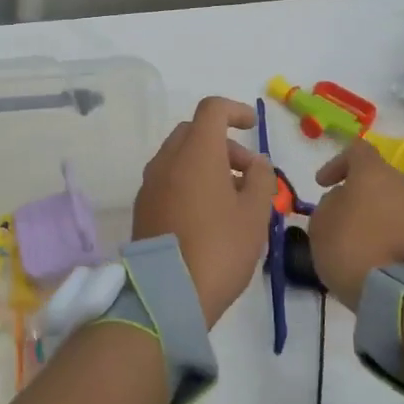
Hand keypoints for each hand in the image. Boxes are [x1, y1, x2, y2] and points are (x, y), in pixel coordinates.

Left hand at [132, 96, 275, 326]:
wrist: (167, 293)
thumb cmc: (220, 248)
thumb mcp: (254, 214)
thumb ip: (260, 179)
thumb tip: (255, 163)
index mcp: (196, 153)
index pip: (212, 110)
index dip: (235, 111)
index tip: (253, 126)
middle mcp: (167, 160)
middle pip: (194, 132)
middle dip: (223, 144)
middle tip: (247, 174)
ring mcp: (150, 184)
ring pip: (179, 156)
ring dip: (206, 163)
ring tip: (232, 200)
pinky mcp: (142, 206)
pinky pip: (168, 179)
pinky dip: (188, 181)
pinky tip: (207, 214)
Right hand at [308, 140, 403, 308]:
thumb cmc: (353, 248)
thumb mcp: (320, 225)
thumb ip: (328, 204)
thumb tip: (342, 200)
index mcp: (373, 173)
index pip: (357, 150)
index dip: (336, 163)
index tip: (322, 184)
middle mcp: (402, 184)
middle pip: (376, 178)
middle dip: (356, 192)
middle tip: (338, 213)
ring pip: (390, 202)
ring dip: (372, 214)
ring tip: (355, 238)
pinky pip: (401, 224)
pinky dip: (386, 232)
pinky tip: (373, 254)